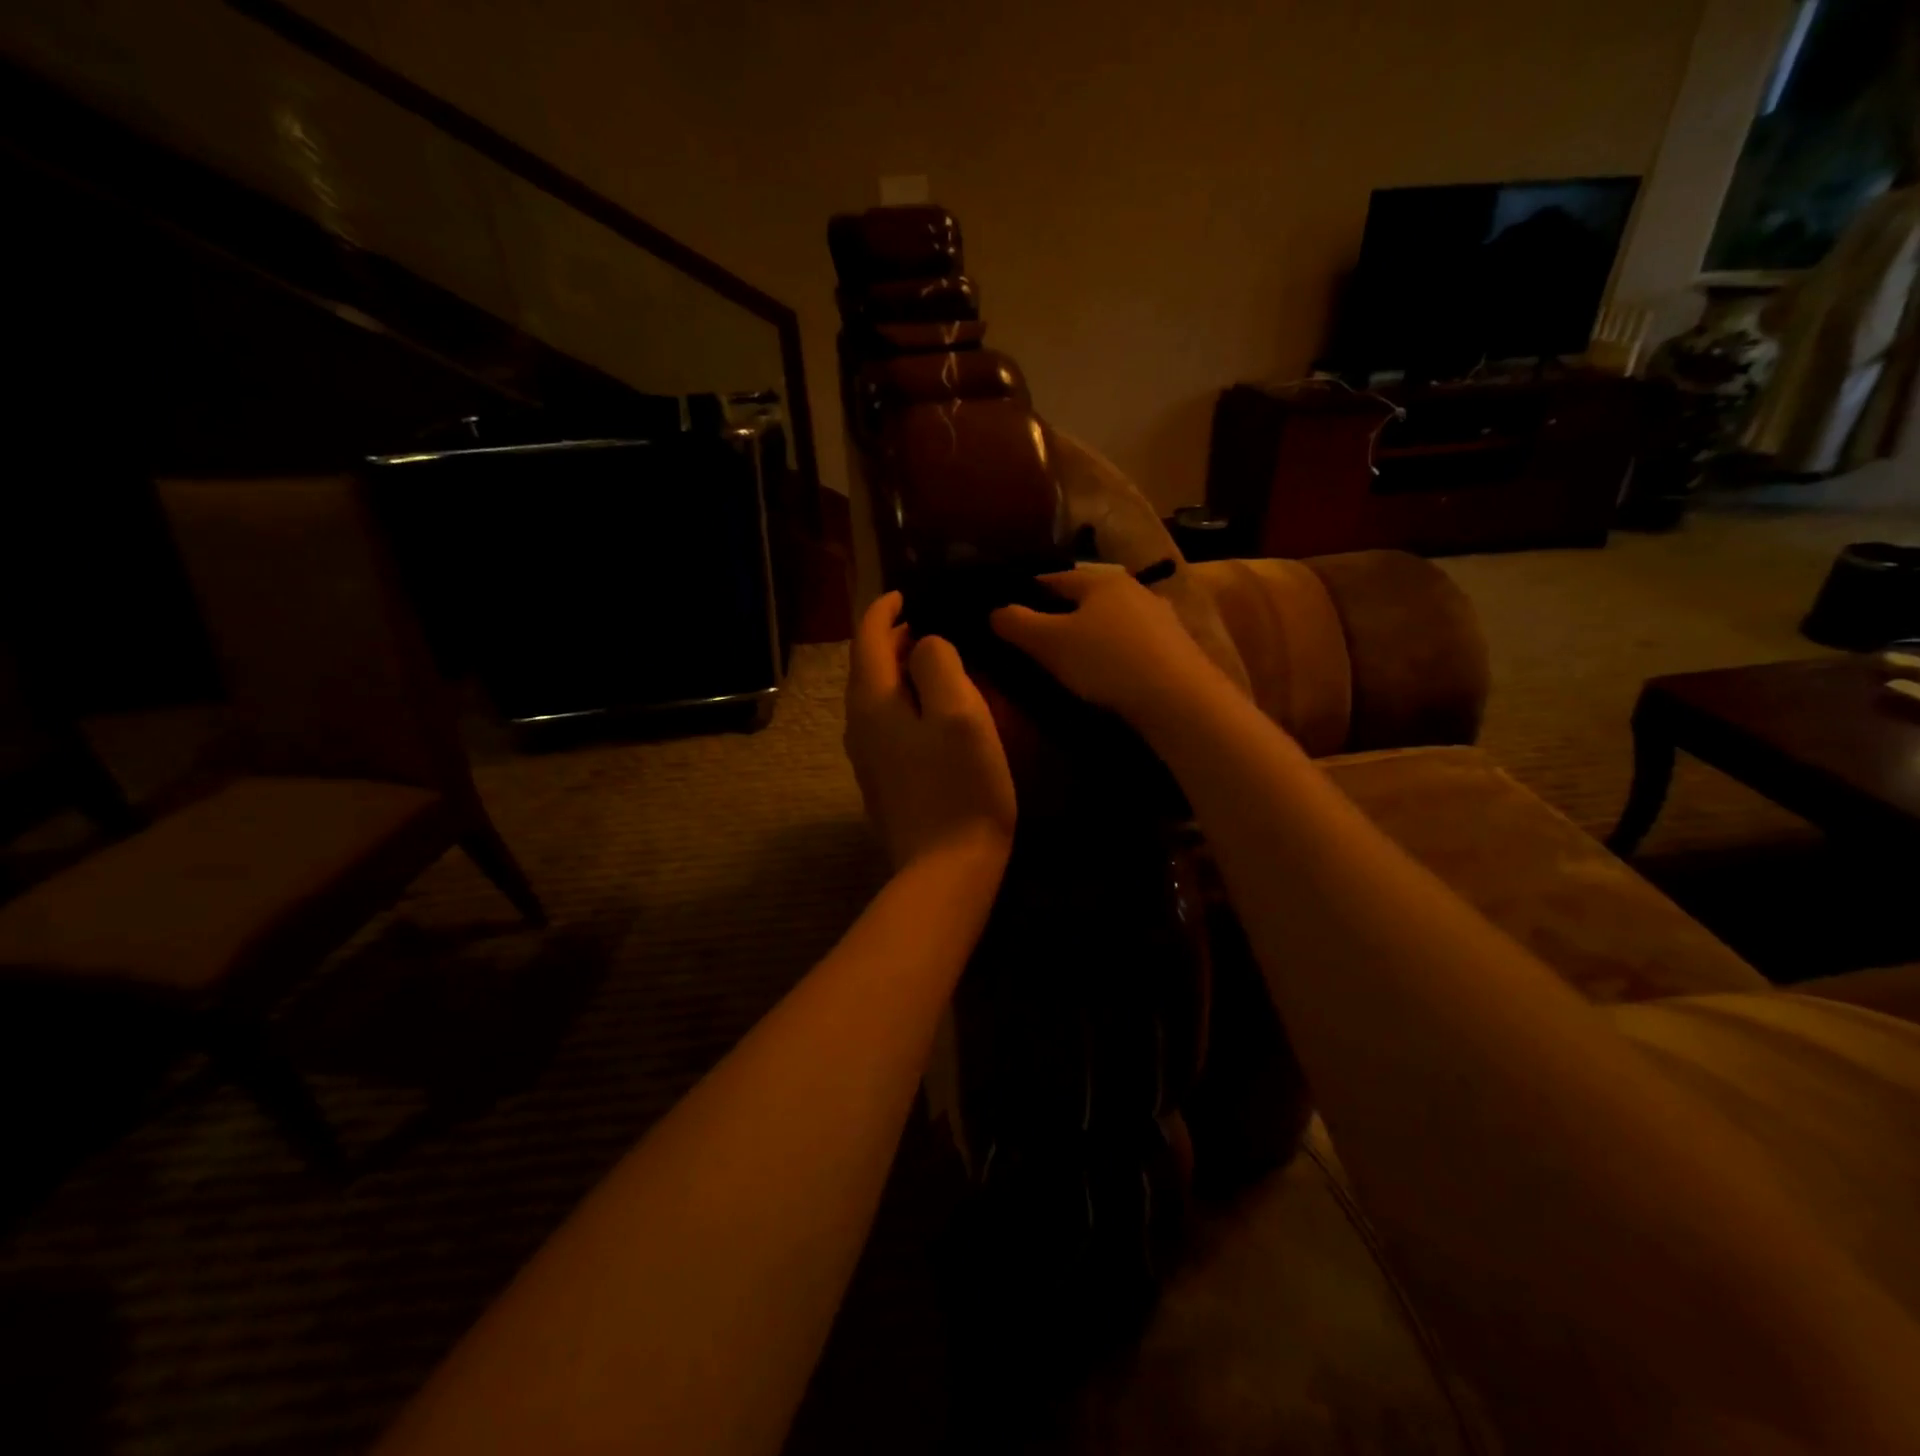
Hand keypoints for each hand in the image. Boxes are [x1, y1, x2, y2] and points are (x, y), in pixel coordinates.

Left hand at [845, 591, 1016, 872]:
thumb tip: (925, 645)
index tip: (907, 593)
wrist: (946, 870)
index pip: (868, 637)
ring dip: (901, 672)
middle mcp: (858, 725)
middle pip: (869, 666)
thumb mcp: (958, 711)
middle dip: (894, 639)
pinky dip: (906, 703)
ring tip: (936, 662)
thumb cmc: (960, 786)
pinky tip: (933, 712)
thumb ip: (937, 663)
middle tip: (933, 625)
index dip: (885, 609)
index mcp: (872, 701)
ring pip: (878, 697)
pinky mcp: (883, 781)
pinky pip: (887, 725)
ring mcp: (867, 757)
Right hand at [990, 568, 1216, 721]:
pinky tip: (1109, 672)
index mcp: (1099, 580)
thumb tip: (995, 610)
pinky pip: (1133, 643)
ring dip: (1092, 633)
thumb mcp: (1049, 643)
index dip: (1028, 593)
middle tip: (1038, 638)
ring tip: (1073, 657)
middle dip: (1062, 614)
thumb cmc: (1105, 661)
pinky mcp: (1176, 647)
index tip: (1009, 611)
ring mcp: (1160, 617)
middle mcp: (1133, 588)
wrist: (1178, 698)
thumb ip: (1017, 624)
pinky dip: (1116, 652)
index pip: (1053, 578)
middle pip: (1086, 598)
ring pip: (1112, 620)